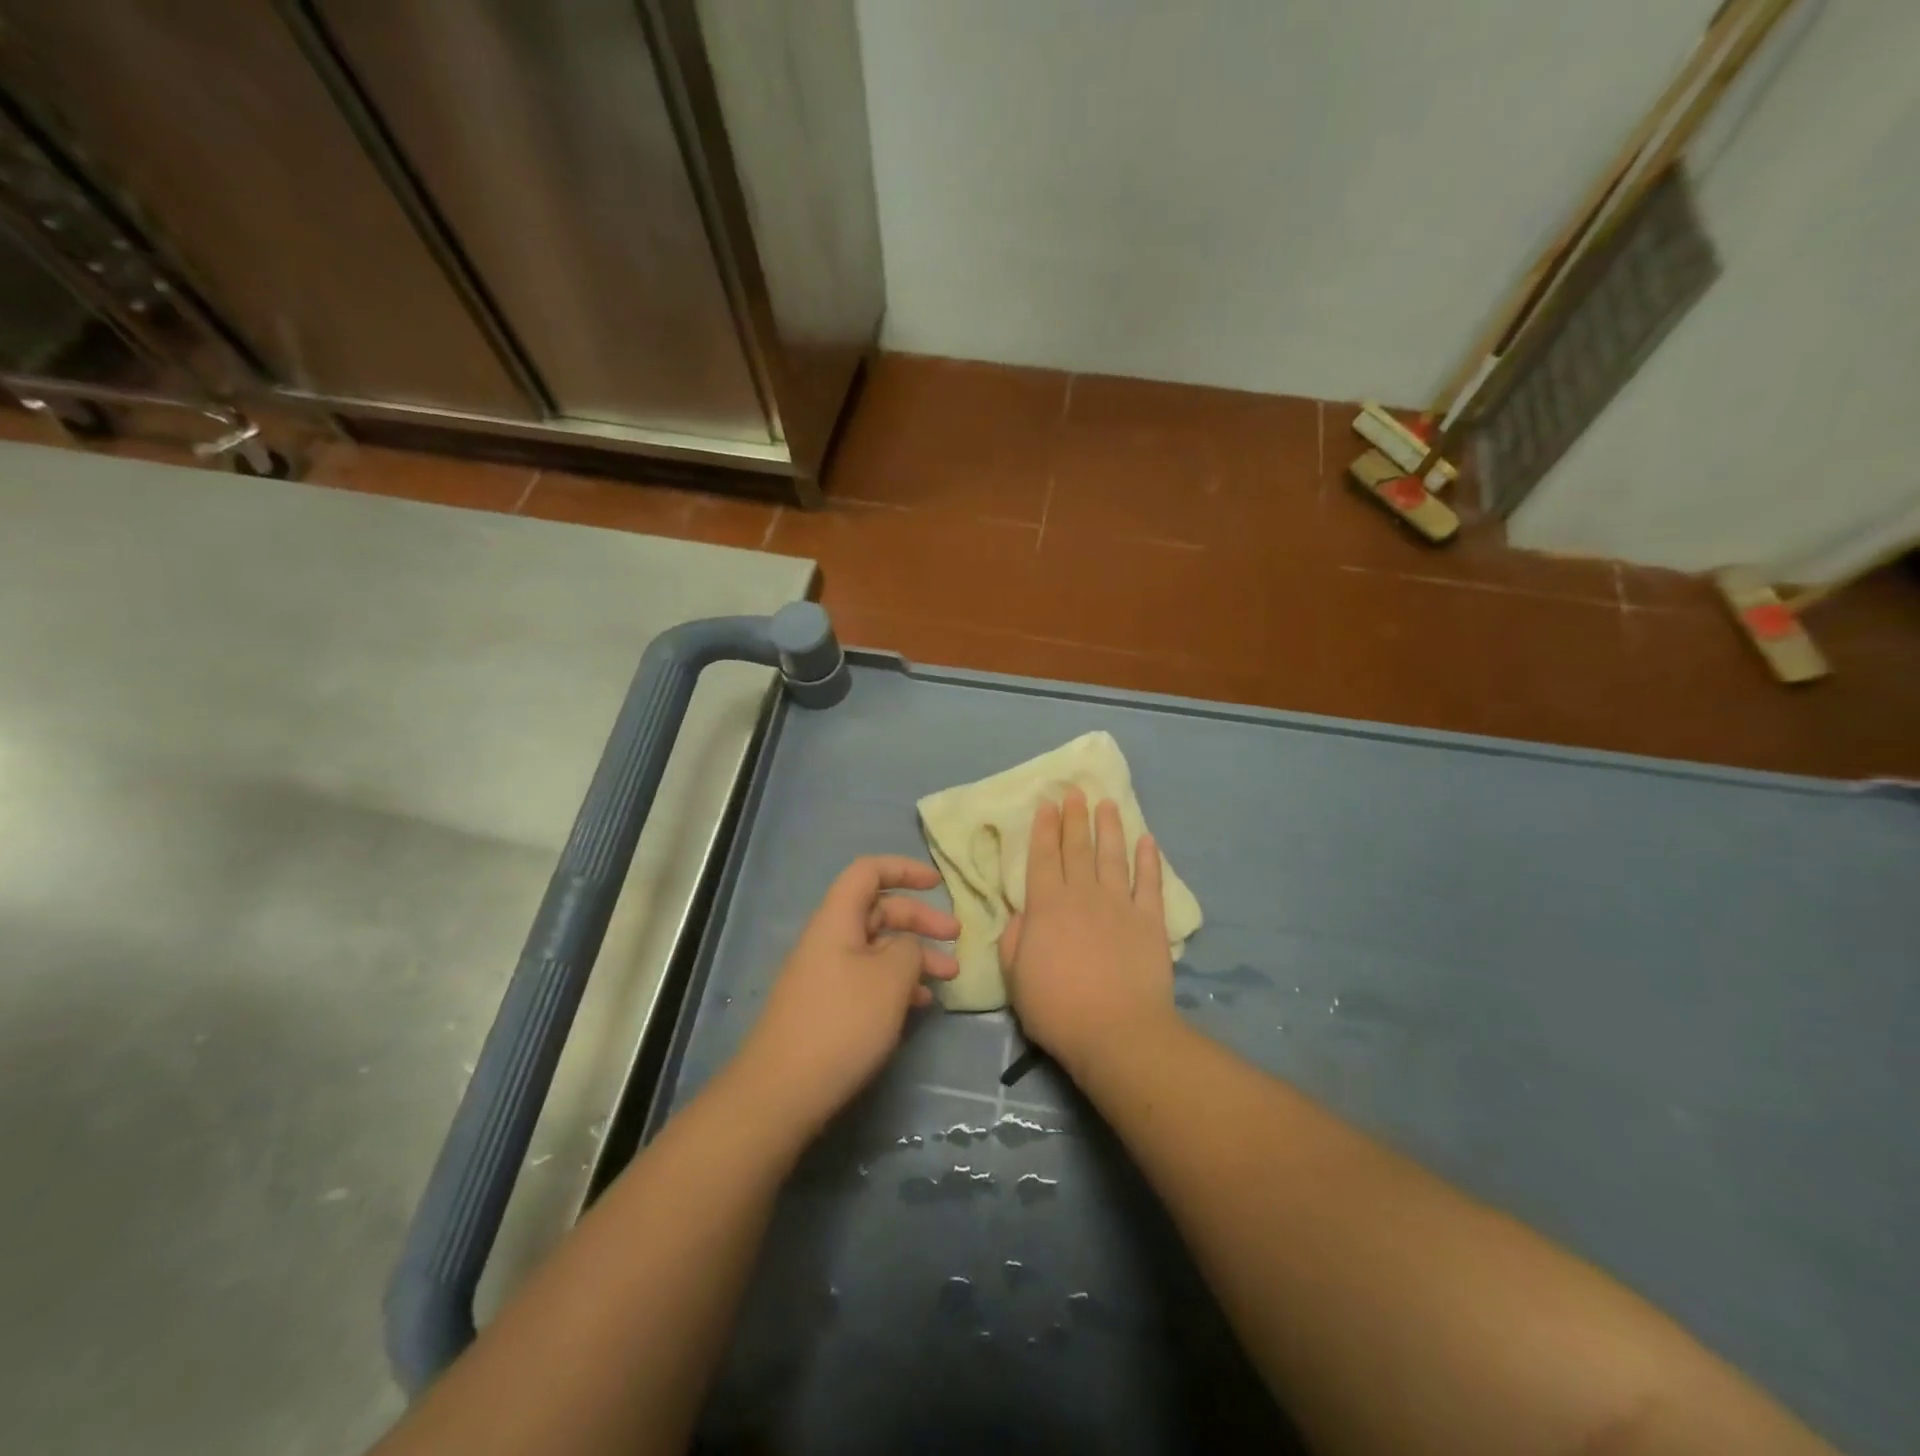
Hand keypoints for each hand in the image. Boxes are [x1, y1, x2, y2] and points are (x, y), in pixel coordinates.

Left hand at [737, 856, 959, 1134]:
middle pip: (879, 910)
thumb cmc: (841, 1023)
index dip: (904, 869)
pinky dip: (897, 983)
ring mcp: (826, 974)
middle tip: (957, 939)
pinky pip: (868, 979)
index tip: (938, 884)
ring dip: (915, 956)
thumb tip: (909, 946)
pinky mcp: (827, 1006)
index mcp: (837, 919)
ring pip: (878, 948)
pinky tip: (920, 1004)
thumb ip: (910, 949)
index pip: (869, 871)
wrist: (782, 1092)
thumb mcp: (890, 978)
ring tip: (948, 978)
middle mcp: (829, 939)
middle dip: (920, 920)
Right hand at [999, 788, 1176, 1081]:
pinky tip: (1147, 840)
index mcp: (1046, 906)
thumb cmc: (1057, 1007)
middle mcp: (1083, 895)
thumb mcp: (1016, 975)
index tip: (1048, 804)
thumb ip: (1014, 939)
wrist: (1116, 1031)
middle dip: (1075, 818)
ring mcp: (1120, 905)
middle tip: (1076, 792)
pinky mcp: (1150, 921)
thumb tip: (1020, 915)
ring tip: (1108, 803)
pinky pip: (1150, 883)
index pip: (1043, 858)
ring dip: (1110, 828)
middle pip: (1077, 849)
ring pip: (1113, 856)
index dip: (1044, 829)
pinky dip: (1149, 860)